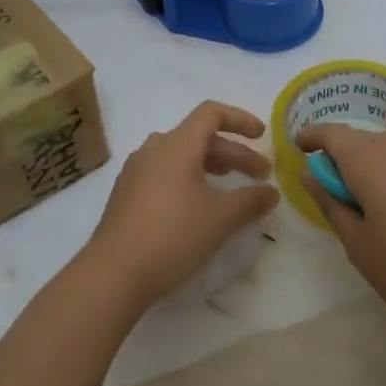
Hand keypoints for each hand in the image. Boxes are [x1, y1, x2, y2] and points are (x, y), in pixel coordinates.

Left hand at [82, 101, 280, 311]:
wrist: (113, 273)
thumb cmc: (173, 235)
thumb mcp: (221, 218)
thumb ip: (250, 200)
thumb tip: (271, 192)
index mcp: (176, 145)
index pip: (211, 113)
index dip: (240, 119)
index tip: (262, 135)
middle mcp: (154, 149)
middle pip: (199, 138)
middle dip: (234, 154)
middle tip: (260, 176)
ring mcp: (136, 172)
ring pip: (182, 157)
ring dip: (212, 168)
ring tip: (233, 190)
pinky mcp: (127, 194)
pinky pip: (165, 175)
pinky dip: (190, 181)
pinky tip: (200, 208)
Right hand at [295, 118, 385, 347]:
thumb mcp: (358, 246)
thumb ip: (331, 204)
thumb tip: (309, 173)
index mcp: (368, 165)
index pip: (333, 135)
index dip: (313, 137)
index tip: (301, 148)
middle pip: (362, 139)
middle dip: (343, 154)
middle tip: (337, 188)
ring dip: (375, 150)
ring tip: (372, 181)